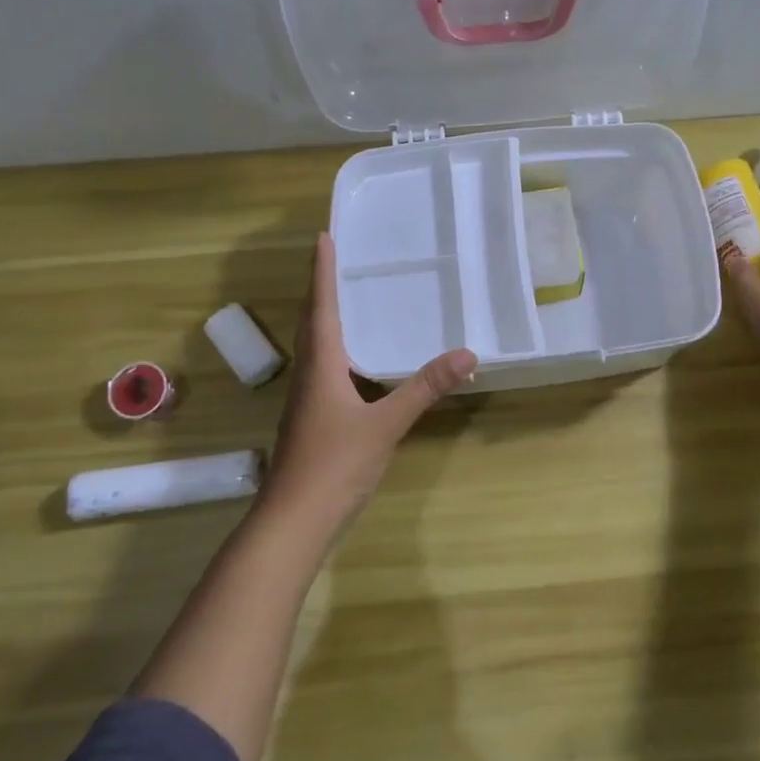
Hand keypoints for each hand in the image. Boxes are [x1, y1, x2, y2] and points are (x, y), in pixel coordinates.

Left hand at [260, 233, 477, 539]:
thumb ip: (425, 388)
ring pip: (316, 349)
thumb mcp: (386, 424)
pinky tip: (358, 365)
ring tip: (351, 302)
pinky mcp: (312, 422)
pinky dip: (338, 352)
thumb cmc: (334, 464)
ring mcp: (306, 402)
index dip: (323, 272)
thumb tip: (467, 354)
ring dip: (328, 320)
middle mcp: (309, 376)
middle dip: (323, 290)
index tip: (323, 237)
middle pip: (313, 323)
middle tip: (339, 261)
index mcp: (321, 366)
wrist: (292, 523)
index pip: (321, 306)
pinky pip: (325, 371)